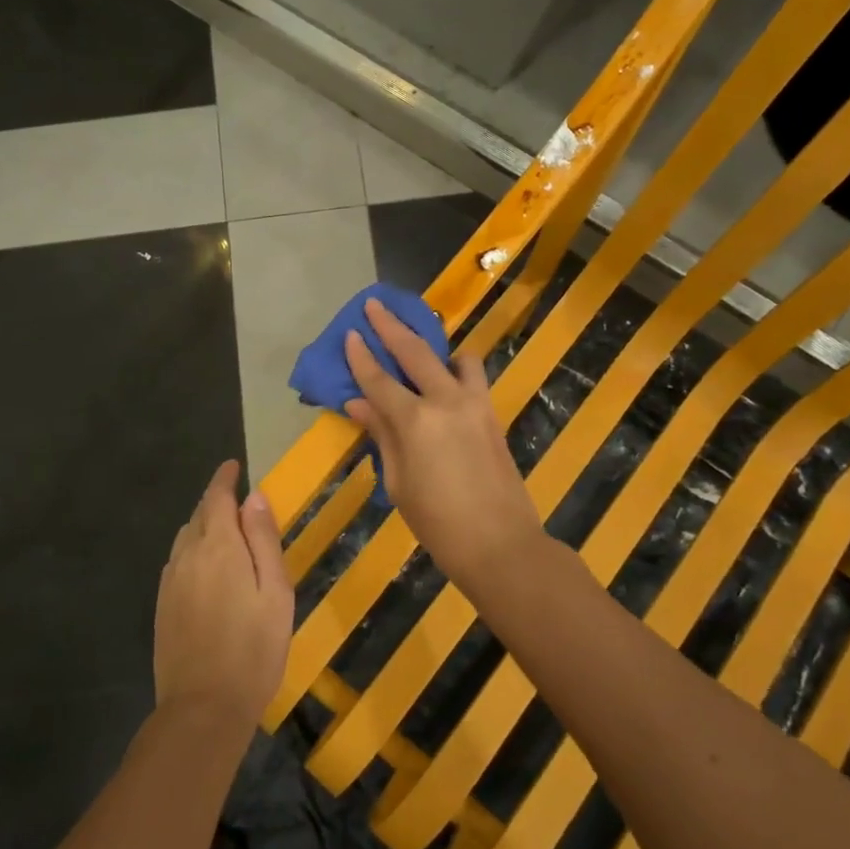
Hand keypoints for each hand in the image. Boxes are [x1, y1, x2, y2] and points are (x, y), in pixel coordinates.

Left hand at [154, 461, 293, 731]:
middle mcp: (187, 556)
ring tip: (224, 529)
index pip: (217, 498)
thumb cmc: (254, 648)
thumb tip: (255, 497)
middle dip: (215, 501)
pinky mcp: (163, 606)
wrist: (204, 707)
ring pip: (185, 539)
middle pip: (199, 515)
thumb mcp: (274, 591)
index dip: (225, 479)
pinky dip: (192, 550)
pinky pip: (177, 562)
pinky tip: (204, 567)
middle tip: (235, 498)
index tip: (233, 466)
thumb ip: (263, 540)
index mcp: (218, 547)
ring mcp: (170, 582)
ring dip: (203, 525)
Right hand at [343, 296, 545, 588]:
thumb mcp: (397, 481)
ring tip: (422, 349)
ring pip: (456, 357)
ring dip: (435, 346)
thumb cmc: (437, 522)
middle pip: (414, 352)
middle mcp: (445, 401)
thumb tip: (358, 404)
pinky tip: (447, 382)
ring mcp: (475, 404)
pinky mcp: (493, 414)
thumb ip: (381, 435)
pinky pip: (474, 378)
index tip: (349, 333)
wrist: (500, 544)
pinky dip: (458, 370)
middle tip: (375, 304)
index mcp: (415, 421)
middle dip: (391, 326)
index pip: (378, 379)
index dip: (360, 356)